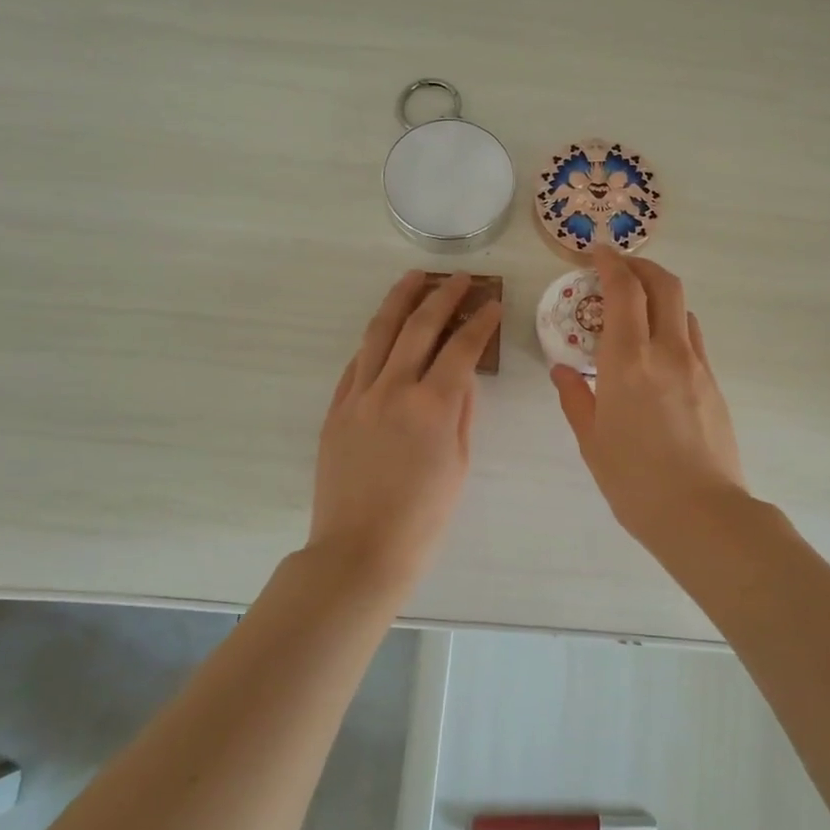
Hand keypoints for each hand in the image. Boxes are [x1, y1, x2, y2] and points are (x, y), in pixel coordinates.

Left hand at [310, 271, 500, 585]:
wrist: (360, 551)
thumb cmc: (423, 519)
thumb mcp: (458, 465)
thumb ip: (460, 413)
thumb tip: (462, 378)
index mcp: (432, 405)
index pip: (462, 347)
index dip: (480, 321)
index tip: (493, 303)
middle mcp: (393, 389)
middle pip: (419, 326)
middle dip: (443, 295)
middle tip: (459, 278)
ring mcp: (358, 396)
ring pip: (379, 333)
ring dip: (399, 301)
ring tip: (413, 278)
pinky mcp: (336, 410)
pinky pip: (356, 363)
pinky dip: (374, 341)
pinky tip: (384, 331)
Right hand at [550, 249, 747, 547]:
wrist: (702, 513)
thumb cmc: (635, 482)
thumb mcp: (592, 441)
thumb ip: (576, 397)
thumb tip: (563, 369)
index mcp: (628, 361)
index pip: (624, 291)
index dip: (611, 263)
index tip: (597, 251)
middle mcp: (667, 351)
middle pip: (664, 284)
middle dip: (641, 265)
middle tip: (619, 267)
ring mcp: (697, 366)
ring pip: (683, 309)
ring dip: (660, 294)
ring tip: (636, 308)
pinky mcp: (714, 384)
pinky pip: (692, 338)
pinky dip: (673, 325)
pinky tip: (656, 350)